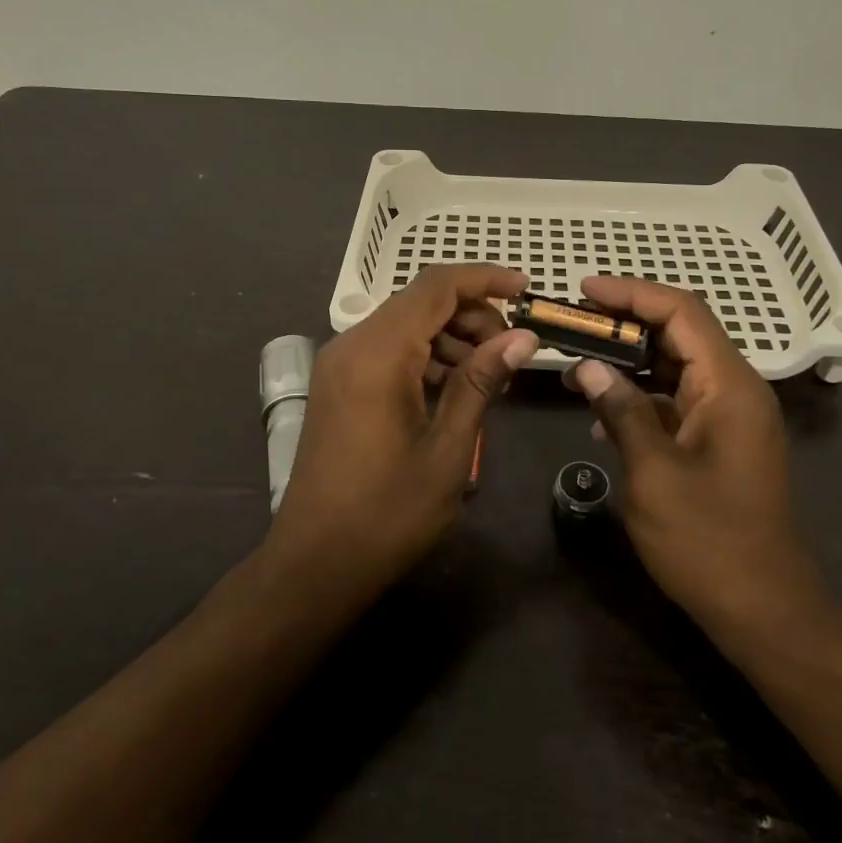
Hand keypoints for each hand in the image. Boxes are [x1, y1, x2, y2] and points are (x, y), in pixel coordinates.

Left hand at [267, 265, 537, 595]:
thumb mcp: (448, 450)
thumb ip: (481, 383)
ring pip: (405, 324)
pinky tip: (455, 388)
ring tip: (490, 374)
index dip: (485, 279)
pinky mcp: (339, 386)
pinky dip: (426, 355)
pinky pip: (389, 350)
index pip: (436, 287)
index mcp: (377, 354)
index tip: (527, 289)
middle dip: (472, 313)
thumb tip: (521, 338)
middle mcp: (352, 345)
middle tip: (511, 350)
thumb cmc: (387, 513)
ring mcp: (340, 365)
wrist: (315, 563)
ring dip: (451, 336)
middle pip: (420, 301)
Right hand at [565, 276, 839, 640]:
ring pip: (674, 368)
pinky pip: (675, 403)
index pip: (682, 312)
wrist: (764, 610)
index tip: (584, 290)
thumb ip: (621, 411)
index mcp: (730, 386)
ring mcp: (728, 419)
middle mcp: (735, 391)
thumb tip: (587, 366)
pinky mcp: (717, 444)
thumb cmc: (709, 540)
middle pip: (679, 334)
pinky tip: (601, 419)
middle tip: (572, 323)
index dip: (632, 294)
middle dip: (624, 324)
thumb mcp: (654, 473)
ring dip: (627, 362)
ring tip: (576, 364)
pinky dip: (639, 399)